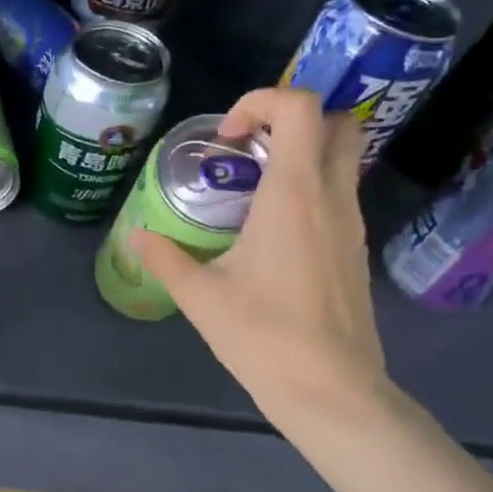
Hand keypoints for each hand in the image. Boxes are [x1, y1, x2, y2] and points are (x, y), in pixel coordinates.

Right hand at [131, 87, 390, 426]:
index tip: (226, 138)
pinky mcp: (355, 248)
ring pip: (343, 157)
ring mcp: (352, 223)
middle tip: (246, 149)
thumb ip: (166, 257)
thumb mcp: (201, 296)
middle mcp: (331, 197)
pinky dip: (309, 187)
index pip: (301, 108)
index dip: (261, 102)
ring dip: (301, 153)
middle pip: (338, 122)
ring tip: (250, 189)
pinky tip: (270, 230)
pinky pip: (339, 192)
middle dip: (292, 119)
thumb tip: (137, 236)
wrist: (331, 389)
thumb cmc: (264, 336)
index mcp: (294, 195)